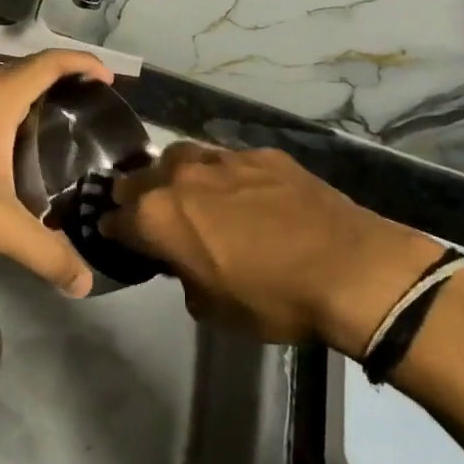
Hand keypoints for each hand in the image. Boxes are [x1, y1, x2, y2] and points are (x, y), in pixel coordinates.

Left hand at [0, 49, 110, 295]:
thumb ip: (43, 252)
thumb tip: (84, 282)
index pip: (49, 63)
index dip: (83, 65)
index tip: (111, 83)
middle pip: (34, 69)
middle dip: (70, 81)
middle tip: (100, 112)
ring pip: (13, 85)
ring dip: (44, 95)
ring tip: (74, 128)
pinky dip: (23, 110)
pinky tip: (31, 147)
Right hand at [102, 144, 445, 352]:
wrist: (349, 268)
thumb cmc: (272, 299)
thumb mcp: (212, 309)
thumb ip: (184, 276)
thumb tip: (185, 261)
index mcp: (158, 216)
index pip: (115, 219)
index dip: (115, 232)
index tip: (121, 240)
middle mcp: (180, 176)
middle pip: (138, 178)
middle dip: (136, 197)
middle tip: (152, 218)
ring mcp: (222, 158)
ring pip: (180, 157)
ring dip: (176, 177)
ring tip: (192, 196)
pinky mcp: (260, 154)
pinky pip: (226, 160)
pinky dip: (222, 176)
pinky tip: (244, 195)